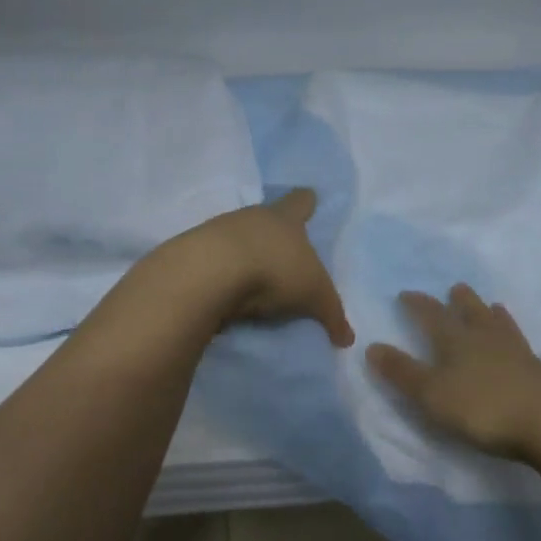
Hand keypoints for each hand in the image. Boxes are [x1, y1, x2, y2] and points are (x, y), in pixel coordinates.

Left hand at [168, 188, 353, 346]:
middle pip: (266, 219)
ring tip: (252, 280)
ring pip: (237, 237)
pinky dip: (220, 273)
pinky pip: (214, 259)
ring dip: (244, 254)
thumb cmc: (274, 271)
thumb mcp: (314, 297)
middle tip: (282, 255)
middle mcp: (252, 216)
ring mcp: (218, 230)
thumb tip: (347, 339)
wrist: (210, 272)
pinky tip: (224, 292)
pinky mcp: (193, 251)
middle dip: (273, 234)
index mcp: (285, 218)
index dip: (306, 203)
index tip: (309, 201)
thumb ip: (332, 315)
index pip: (300, 201)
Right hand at [366, 284, 540, 459]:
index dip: (418, 305)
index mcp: (458, 342)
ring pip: (509, 330)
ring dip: (501, 318)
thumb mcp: (429, 393)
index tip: (406, 294)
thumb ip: (401, 371)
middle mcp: (490, 341)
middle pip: (474, 314)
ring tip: (497, 306)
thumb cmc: (479, 409)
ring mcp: (523, 357)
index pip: (433, 316)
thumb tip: (372, 346)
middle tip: (457, 288)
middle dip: (463, 301)